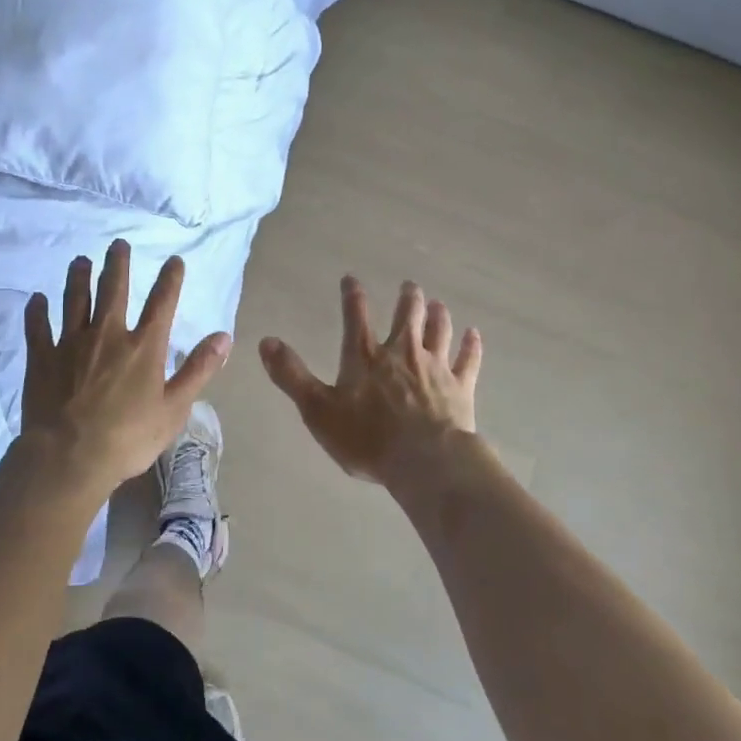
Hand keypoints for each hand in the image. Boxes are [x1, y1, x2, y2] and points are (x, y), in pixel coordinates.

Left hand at [21, 240, 230, 493]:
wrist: (68, 457)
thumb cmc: (127, 438)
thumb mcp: (174, 408)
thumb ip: (198, 369)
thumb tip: (224, 336)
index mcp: (143, 347)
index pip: (162, 303)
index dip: (170, 279)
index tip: (174, 260)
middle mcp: (108, 335)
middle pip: (113, 290)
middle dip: (118, 264)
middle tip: (118, 244)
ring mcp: (71, 343)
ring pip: (75, 300)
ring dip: (78, 277)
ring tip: (80, 260)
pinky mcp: (42, 358)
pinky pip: (38, 327)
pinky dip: (37, 311)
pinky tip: (36, 299)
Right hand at [258, 276, 481, 493]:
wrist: (425, 461)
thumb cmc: (367, 438)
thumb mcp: (317, 409)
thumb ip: (292, 375)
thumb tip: (266, 341)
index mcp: (365, 357)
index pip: (355, 317)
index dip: (352, 296)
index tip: (351, 279)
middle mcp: (402, 353)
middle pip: (407, 316)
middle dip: (407, 298)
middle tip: (409, 285)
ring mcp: (435, 368)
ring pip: (439, 331)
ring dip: (437, 315)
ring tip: (436, 303)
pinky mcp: (461, 387)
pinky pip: (468, 360)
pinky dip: (471, 345)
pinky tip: (474, 335)